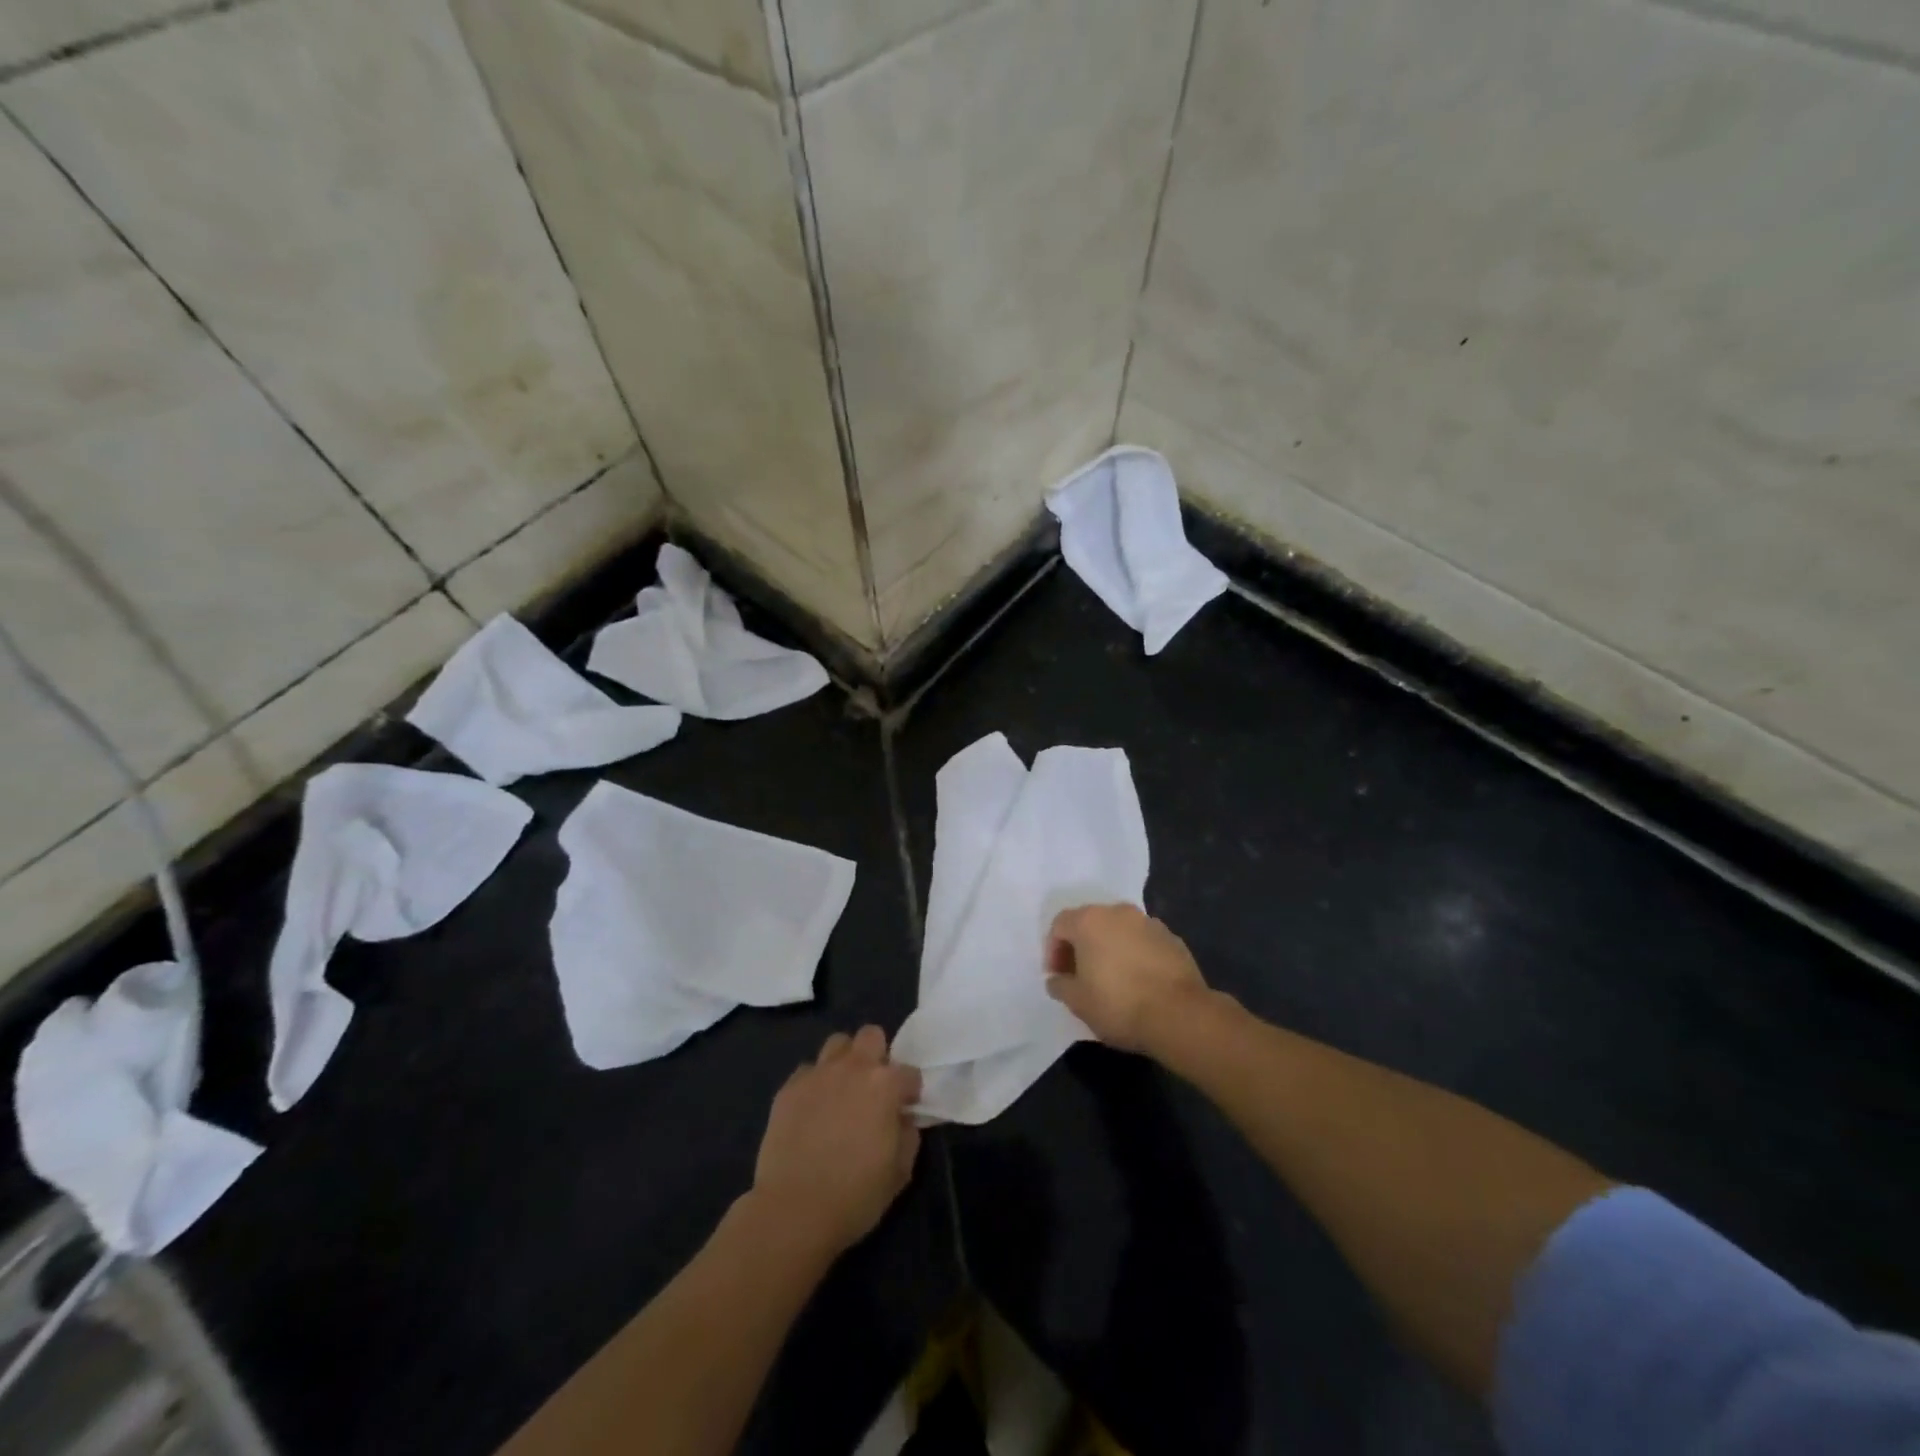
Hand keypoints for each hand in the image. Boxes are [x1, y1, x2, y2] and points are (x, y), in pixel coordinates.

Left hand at [750, 1026, 921, 1257]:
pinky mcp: (788, 1088)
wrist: (793, 1210)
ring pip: (837, 1044)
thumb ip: (908, 1136)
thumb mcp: (900, 1172)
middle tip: (873, 1088)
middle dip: (877, 1055)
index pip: (910, 1072)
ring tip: (842, 1090)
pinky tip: (812, 1109)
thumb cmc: (855, 1195)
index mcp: (885, 1085)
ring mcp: (817, 1074)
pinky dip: (814, 1083)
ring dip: (845, 1061)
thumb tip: (903, 1119)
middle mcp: (853, 1068)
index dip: (910, 1091)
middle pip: (871, 1036)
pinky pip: (807, 1071)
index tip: (905, 1109)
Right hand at [1045, 903, 1208, 1052]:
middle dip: (1081, 947)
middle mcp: (1118, 912)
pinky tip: (1139, 982)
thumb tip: (1057, 980)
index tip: (1058, 977)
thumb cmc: (1119, 1004)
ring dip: (1110, 949)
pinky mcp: (1173, 938)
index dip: (1053, 951)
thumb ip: (1060, 985)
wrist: (1180, 1015)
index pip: (1060, 925)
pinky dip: (1135, 955)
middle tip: (1080, 976)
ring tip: (1111, 979)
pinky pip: (1143, 942)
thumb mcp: (1078, 1002)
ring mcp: (1149, 923)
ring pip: (1119, 931)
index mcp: (1090, 921)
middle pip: (1090, 923)